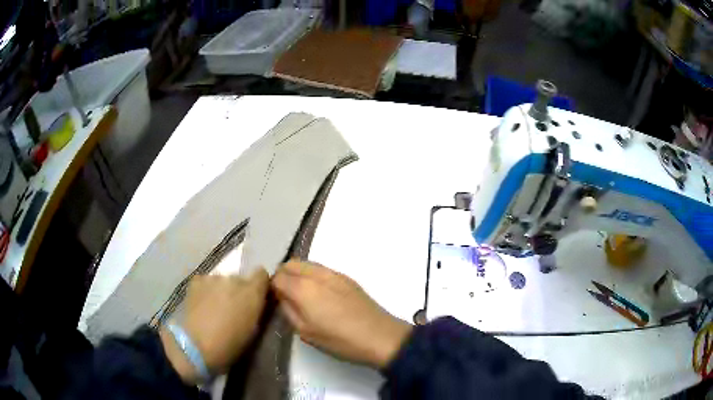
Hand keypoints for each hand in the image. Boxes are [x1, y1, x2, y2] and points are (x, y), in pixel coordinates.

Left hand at [160, 268, 268, 383]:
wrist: (198, 345)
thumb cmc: (231, 344)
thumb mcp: (253, 329)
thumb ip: (256, 310)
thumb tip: (256, 303)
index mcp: (252, 292)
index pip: (261, 274)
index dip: (259, 284)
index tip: (256, 296)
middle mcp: (234, 279)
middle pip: (239, 279)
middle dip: (237, 291)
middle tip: (231, 309)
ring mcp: (213, 278)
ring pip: (221, 281)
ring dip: (221, 291)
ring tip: (213, 308)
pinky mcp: (197, 280)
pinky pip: (205, 282)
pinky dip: (205, 290)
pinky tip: (201, 305)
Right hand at [272, 260, 412, 368]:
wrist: (380, 336)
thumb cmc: (340, 340)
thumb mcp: (306, 332)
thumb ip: (288, 311)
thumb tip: (282, 297)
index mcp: (304, 288)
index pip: (278, 277)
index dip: (272, 288)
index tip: (274, 300)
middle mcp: (317, 274)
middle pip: (290, 264)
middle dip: (283, 276)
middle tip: (285, 295)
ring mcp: (334, 273)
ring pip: (306, 264)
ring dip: (297, 274)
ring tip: (302, 295)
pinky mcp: (347, 277)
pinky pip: (321, 269)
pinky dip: (312, 275)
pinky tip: (319, 295)